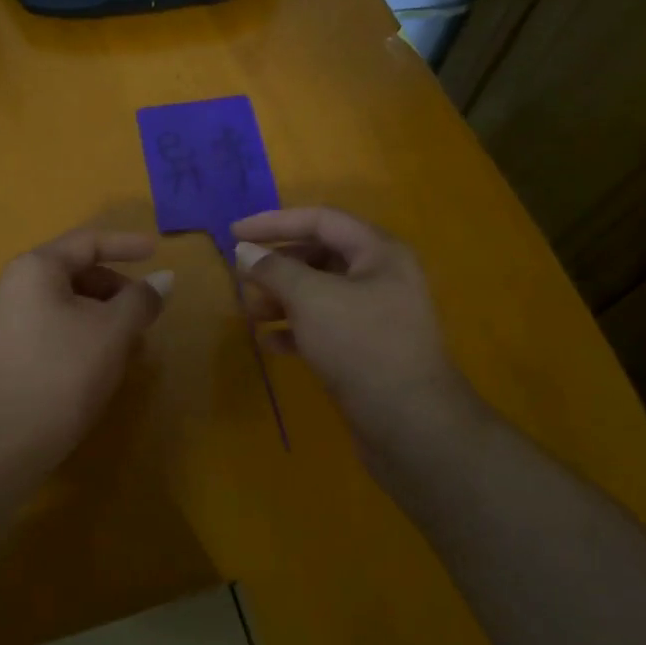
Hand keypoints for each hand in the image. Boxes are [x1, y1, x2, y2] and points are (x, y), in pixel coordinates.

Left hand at [0, 228, 172, 474]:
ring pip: (61, 305)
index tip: (157, 252)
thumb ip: (140, 300)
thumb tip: (164, 279)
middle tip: (145, 313)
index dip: (126, 245)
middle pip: (72, 273)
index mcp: (33, 269)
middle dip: (114, 289)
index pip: (87, 242)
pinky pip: (47, 329)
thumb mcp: (111, 333)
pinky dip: (78, 335)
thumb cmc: (61, 375)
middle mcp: (10, 286)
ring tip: (129, 347)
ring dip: (100, 317)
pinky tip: (97, 366)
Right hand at [232, 207, 480, 458]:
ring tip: (251, 314)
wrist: (410, 424)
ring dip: (282, 300)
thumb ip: (275, 270)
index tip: (235, 233)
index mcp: (379, 253)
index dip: (275, 223)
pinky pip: (325, 327)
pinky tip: (270, 344)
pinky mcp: (367, 349)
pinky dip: (296, 330)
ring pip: (320, 294)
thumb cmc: (361, 346)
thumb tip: (245, 251)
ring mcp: (376, 316)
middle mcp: (381, 277)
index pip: (321, 220)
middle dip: (278, 266)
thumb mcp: (311, 299)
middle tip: (241, 278)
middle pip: (320, 256)